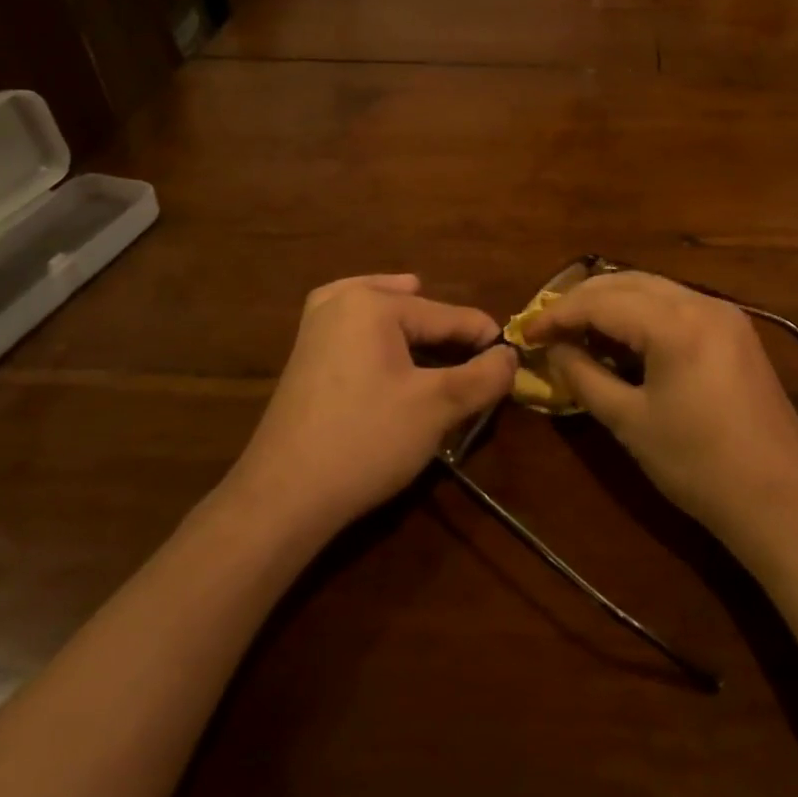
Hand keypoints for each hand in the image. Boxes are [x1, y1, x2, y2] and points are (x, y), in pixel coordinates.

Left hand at [224, 274, 516, 536]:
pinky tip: (398, 357)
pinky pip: (360, 330)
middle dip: (450, 338)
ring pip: (386, 315)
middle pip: (418, 310)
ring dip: (419, 335)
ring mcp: (316, 325)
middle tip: (478, 367)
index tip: (514, 365)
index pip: (450, 316)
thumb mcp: (438, 407)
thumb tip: (511, 356)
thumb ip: (484, 375)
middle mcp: (341, 299)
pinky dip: (386, 339)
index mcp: (374, 303)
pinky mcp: (306, 353)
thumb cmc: (366, 440)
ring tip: (445, 353)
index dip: (486, 341)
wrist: (284, 496)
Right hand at [523, 272, 797, 555]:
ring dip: (612, 302)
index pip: (601, 302)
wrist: (781, 497)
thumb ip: (584, 377)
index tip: (526, 333)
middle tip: (548, 327)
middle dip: (582, 300)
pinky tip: (623, 336)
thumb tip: (554, 351)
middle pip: (627, 282)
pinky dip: (642, 312)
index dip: (558, 314)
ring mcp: (724, 313)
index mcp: (675, 323)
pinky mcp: (735, 330)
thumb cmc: (698, 465)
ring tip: (578, 329)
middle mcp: (701, 303)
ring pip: (653, 288)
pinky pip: (677, 304)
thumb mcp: (630, 422)